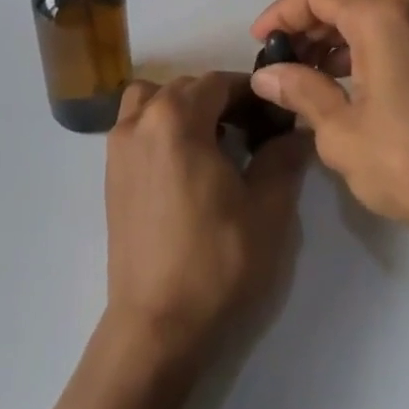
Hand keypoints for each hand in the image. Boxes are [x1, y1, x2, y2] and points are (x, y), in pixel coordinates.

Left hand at [104, 74, 310, 367]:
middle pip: (186, 87)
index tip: (277, 113)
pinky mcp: (111, 175)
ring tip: (214, 141)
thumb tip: (297, 130)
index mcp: (176, 119)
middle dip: (222, 99)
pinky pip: (138, 127)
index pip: (219, 82)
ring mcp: (118, 148)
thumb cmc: (217, 261)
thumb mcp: (267, 208)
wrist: (156, 326)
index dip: (252, 92)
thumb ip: (283, 157)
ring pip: (154, 100)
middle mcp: (140, 121)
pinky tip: (188, 164)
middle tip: (255, 130)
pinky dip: (162, 127)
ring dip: (184, 108)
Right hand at [249, 0, 408, 253]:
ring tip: (308, 79)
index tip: (259, 43)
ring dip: (336, 40)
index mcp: (384, 16)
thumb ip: (301, 92)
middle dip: (308, 28)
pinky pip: (398, 33)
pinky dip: (366, 49)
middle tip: (280, 66)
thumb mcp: (343, 133)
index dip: (282, 13)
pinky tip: (348, 84)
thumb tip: (267, 75)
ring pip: (372, 16)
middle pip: (346, 0)